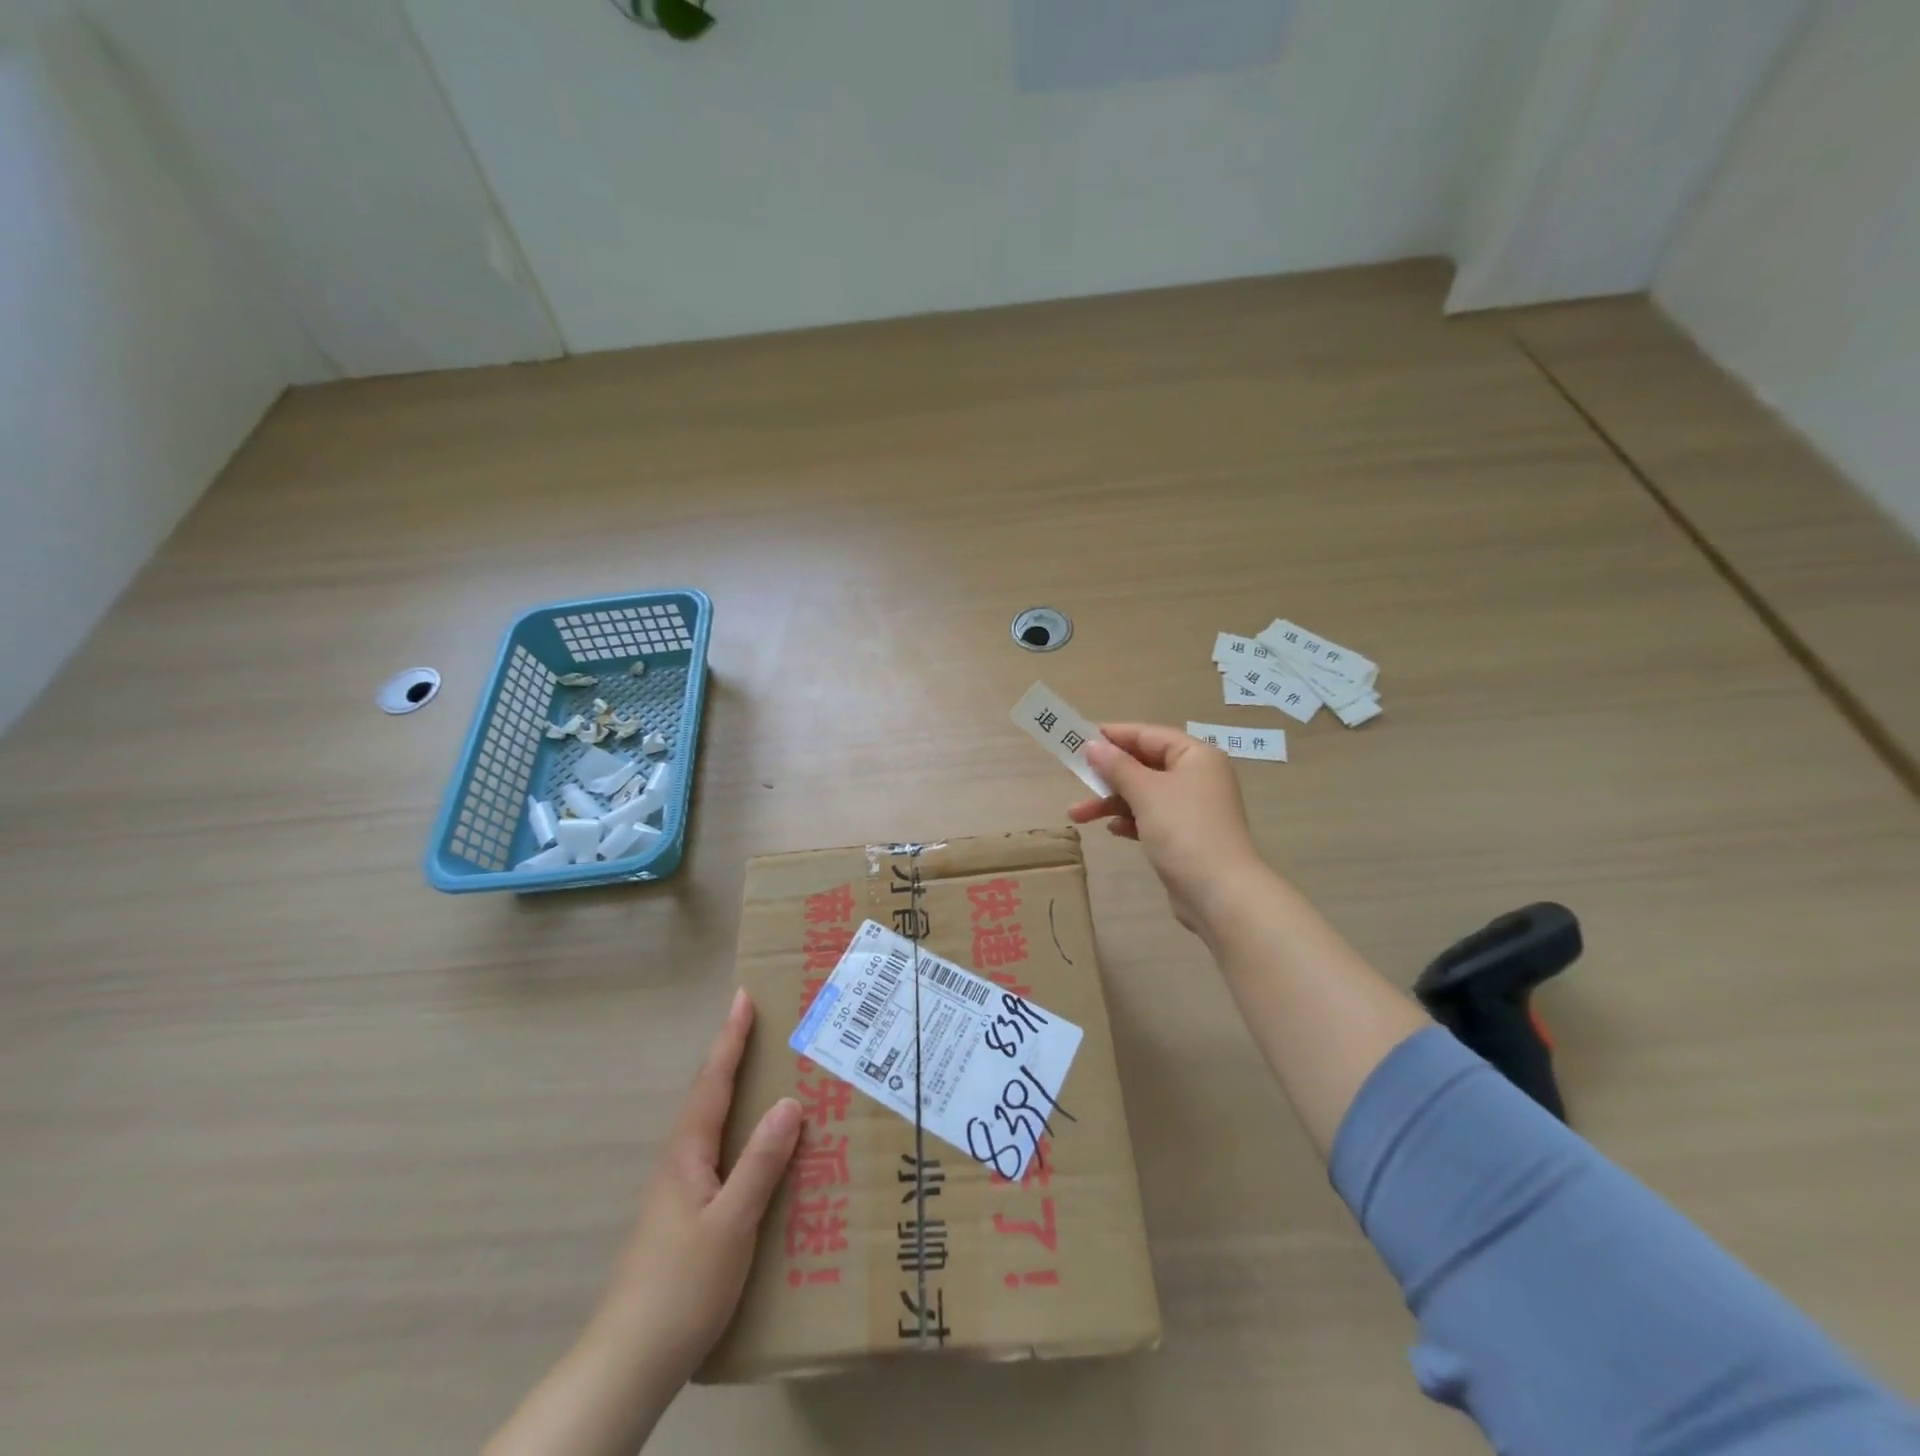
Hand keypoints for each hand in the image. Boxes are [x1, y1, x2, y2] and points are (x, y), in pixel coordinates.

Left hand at [595, 988, 801, 1384]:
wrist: (628, 1364)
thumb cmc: (682, 1286)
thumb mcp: (732, 1223)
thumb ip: (760, 1163)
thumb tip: (789, 1102)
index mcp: (687, 1154)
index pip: (713, 1082)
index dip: (730, 1039)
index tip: (744, 998)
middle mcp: (679, 1163)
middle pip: (708, 1095)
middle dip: (732, 1056)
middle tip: (761, 1026)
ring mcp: (678, 1191)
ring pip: (711, 1125)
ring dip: (735, 1092)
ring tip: (766, 1075)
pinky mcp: (684, 1216)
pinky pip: (717, 1154)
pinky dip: (738, 1131)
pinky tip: (757, 1150)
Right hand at [1070, 723, 1266, 932]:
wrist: (1219, 892)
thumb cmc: (1184, 830)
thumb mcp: (1146, 792)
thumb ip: (1117, 766)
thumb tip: (1092, 745)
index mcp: (1196, 756)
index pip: (1149, 735)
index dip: (1114, 735)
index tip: (1079, 738)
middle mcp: (1197, 776)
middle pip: (1145, 764)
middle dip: (1108, 774)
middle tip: (1075, 775)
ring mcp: (1192, 808)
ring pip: (1144, 794)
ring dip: (1111, 802)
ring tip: (1076, 815)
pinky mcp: (1186, 836)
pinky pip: (1151, 818)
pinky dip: (1130, 820)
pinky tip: (1113, 830)